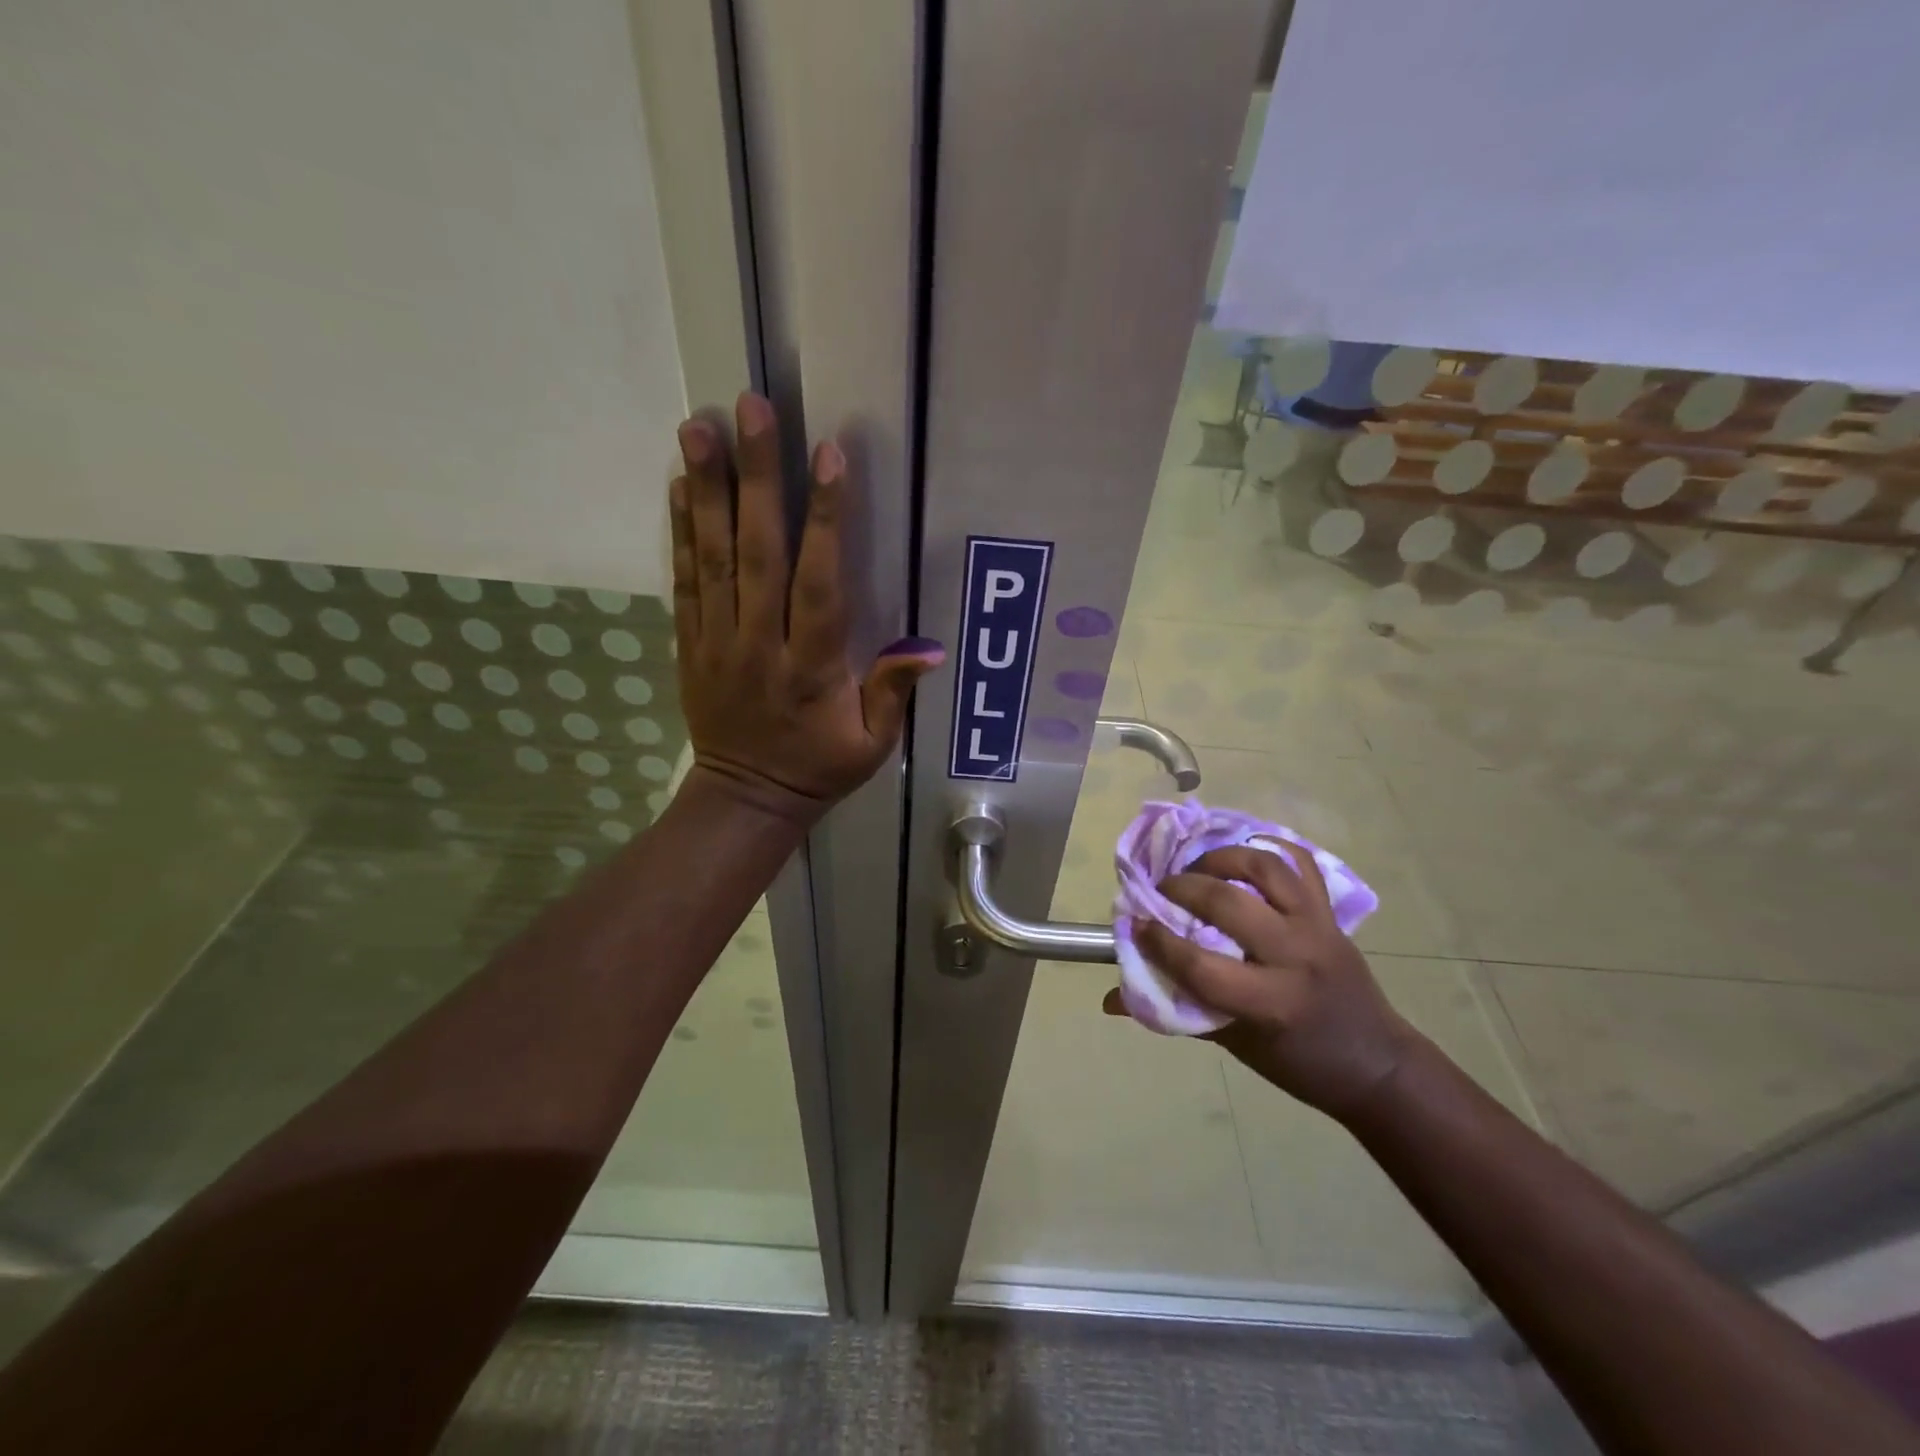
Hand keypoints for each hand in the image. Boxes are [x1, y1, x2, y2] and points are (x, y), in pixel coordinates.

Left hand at [672, 394, 944, 823]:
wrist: (746, 798)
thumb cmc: (819, 768)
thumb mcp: (871, 745)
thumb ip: (892, 693)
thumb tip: (928, 647)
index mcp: (811, 667)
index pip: (818, 583)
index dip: (826, 519)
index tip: (829, 455)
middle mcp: (760, 643)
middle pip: (758, 552)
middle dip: (757, 477)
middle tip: (752, 408)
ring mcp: (718, 640)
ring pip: (712, 556)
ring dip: (707, 488)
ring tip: (701, 425)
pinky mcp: (691, 643)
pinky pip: (684, 581)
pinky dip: (681, 531)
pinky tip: (681, 484)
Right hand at [1103, 844, 1423, 1122]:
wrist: (1377, 1063)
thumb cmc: (1299, 1062)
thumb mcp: (1235, 1046)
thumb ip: (1177, 1013)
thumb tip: (1111, 1001)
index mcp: (1271, 1002)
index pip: (1200, 964)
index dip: (1158, 941)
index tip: (1134, 924)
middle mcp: (1295, 956)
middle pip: (1228, 904)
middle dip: (1183, 888)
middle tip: (1162, 890)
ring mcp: (1317, 926)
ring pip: (1265, 869)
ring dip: (1222, 859)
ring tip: (1199, 867)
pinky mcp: (1331, 912)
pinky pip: (1300, 863)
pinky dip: (1270, 848)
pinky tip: (1241, 853)